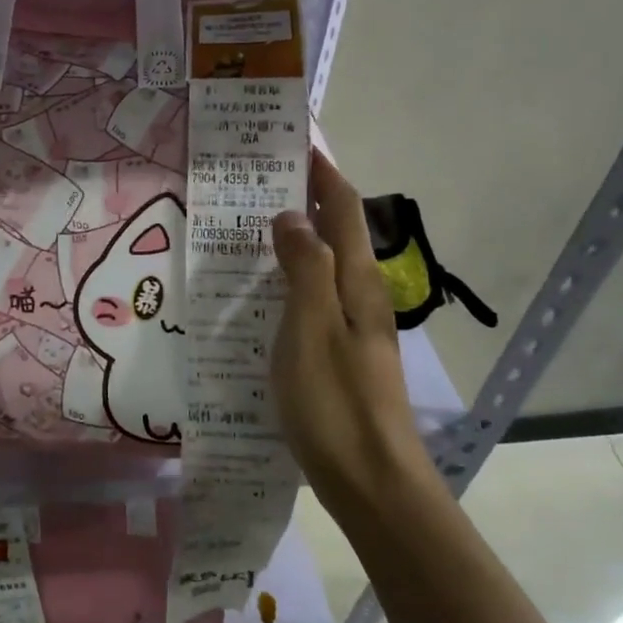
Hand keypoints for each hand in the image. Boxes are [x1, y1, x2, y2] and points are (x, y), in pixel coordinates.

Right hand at [271, 149, 433, 515]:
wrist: (373, 482)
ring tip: (249, 227)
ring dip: (295, 239)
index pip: (342, 208)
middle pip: (336, 232)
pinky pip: (314, 298)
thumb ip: (304, 268)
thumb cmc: (336, 402)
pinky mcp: (341, 354)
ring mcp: (354, 327)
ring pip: (324, 266)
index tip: (293, 140)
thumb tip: (292, 214)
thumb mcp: (311, 329)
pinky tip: (260, 293)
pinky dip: (290, 278)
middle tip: (256, 181)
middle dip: (304, 198)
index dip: (322, 171)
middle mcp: (361, 296)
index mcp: (356, 282)